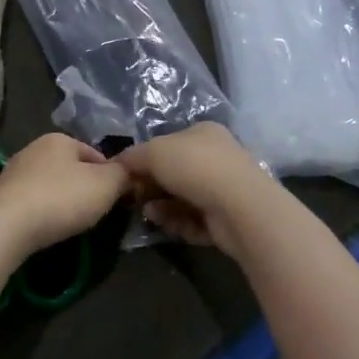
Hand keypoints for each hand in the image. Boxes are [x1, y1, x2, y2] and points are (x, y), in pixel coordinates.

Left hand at [0, 133, 130, 253]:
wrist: (10, 225)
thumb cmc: (63, 199)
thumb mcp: (107, 185)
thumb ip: (122, 175)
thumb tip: (128, 173)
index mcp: (60, 140)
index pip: (94, 154)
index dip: (109, 175)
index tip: (116, 198)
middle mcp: (33, 149)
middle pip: (66, 166)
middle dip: (80, 183)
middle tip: (93, 211)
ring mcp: (11, 172)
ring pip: (40, 179)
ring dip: (51, 191)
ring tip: (64, 217)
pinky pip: (10, 193)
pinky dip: (16, 196)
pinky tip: (21, 206)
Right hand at [113, 123, 276, 256]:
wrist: (240, 207)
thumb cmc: (195, 167)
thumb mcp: (154, 152)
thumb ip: (133, 156)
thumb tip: (118, 164)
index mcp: (203, 133)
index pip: (167, 144)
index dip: (144, 159)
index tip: (125, 175)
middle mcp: (216, 158)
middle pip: (174, 174)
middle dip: (151, 187)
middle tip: (134, 198)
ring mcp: (223, 189)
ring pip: (182, 199)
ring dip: (162, 207)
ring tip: (149, 214)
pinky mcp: (226, 218)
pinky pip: (194, 220)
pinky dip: (178, 223)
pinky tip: (167, 224)